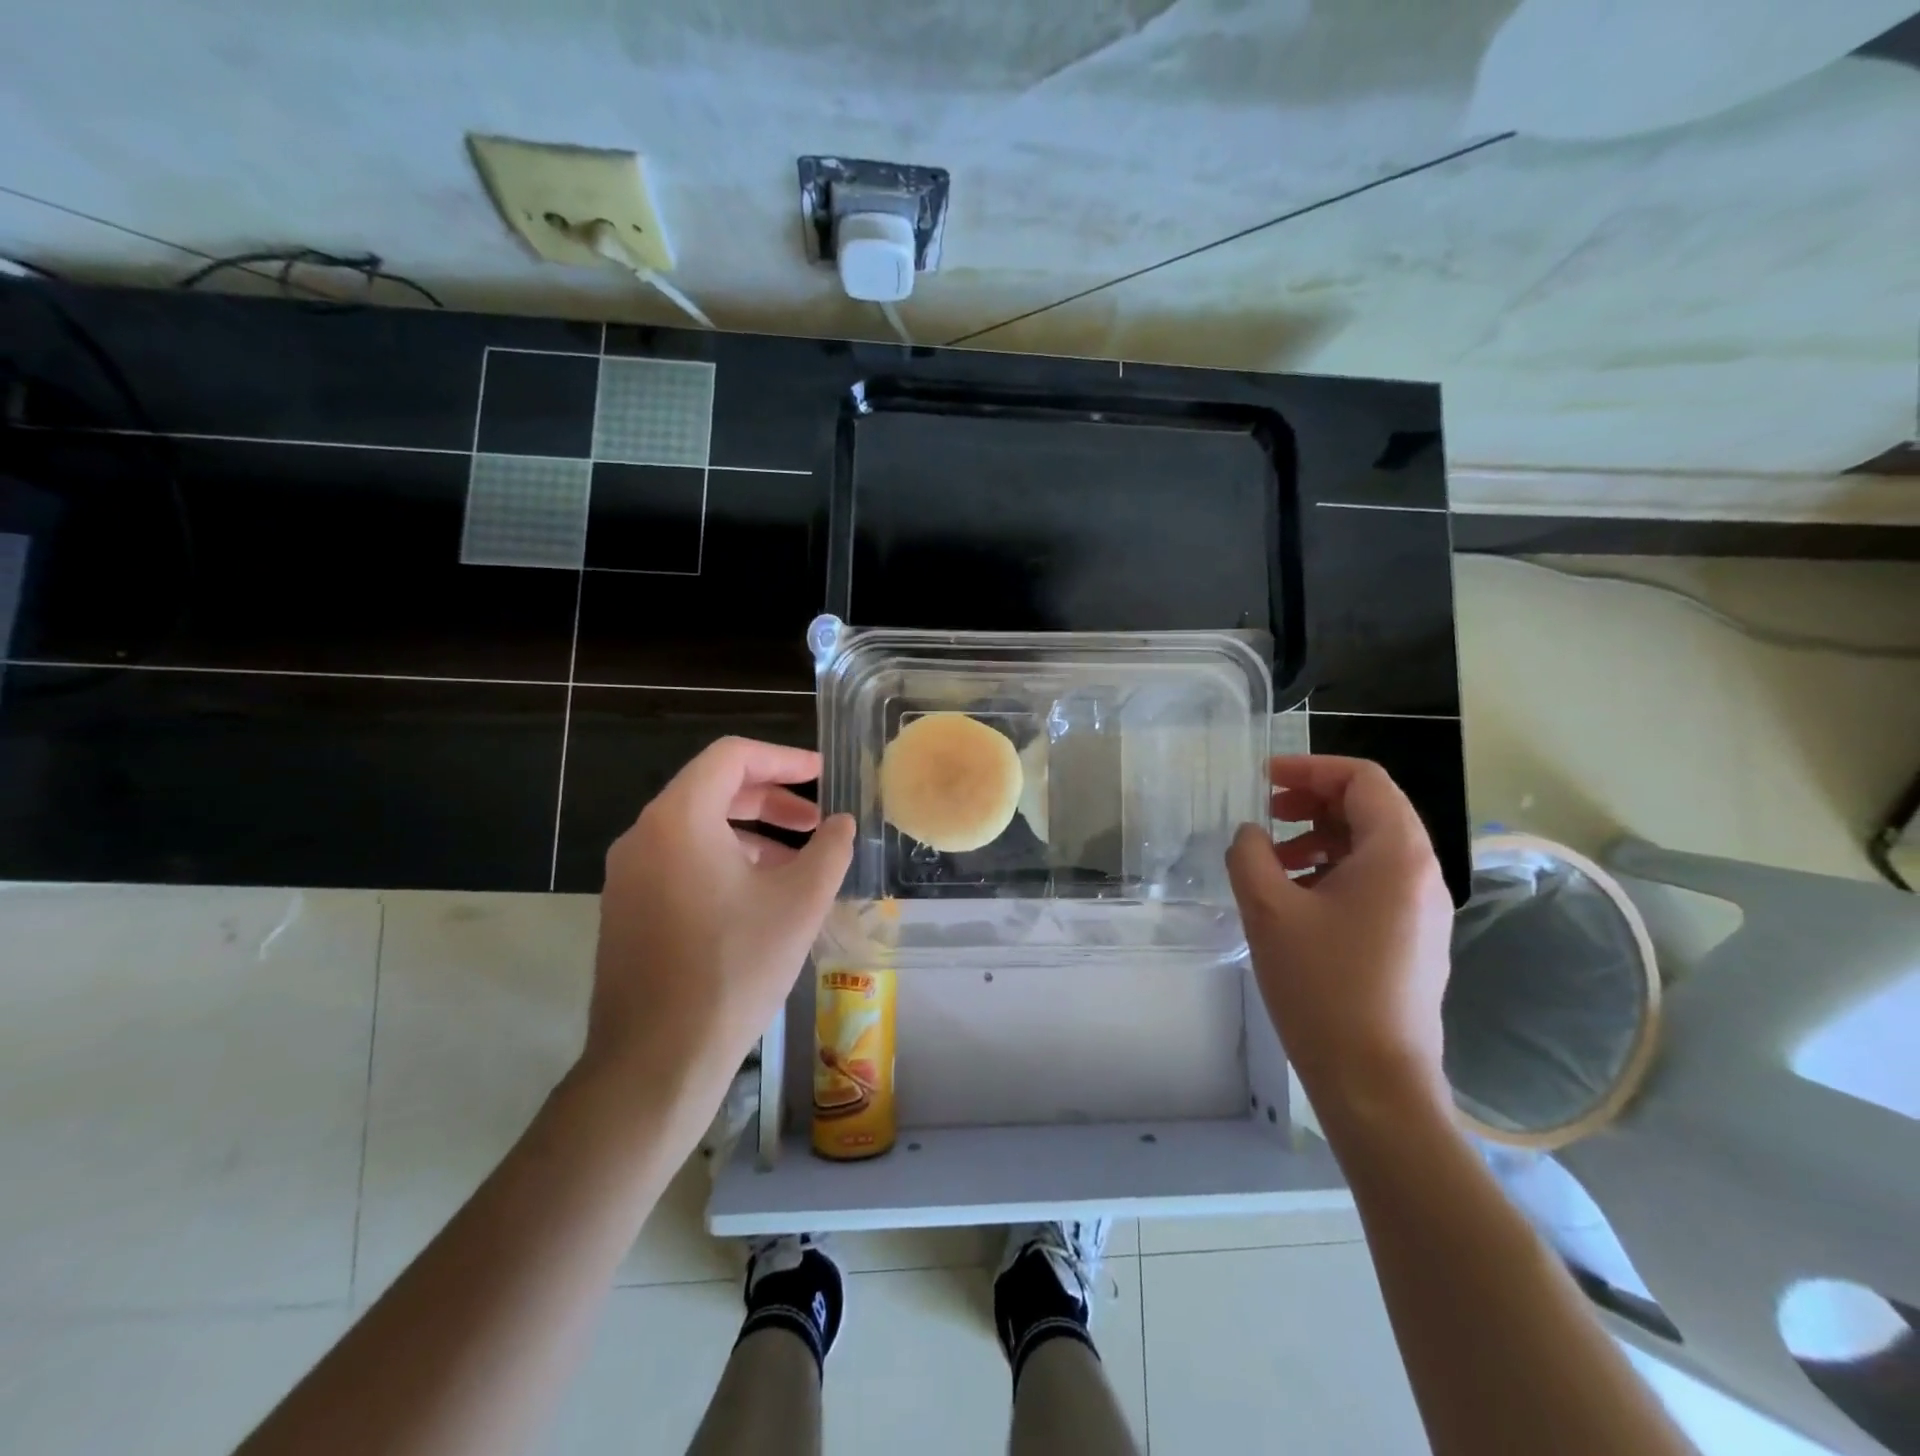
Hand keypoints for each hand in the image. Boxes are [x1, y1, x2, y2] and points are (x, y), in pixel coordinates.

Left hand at [583, 738, 854, 1144]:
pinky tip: (759, 897)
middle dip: (770, 799)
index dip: (784, 759)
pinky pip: (680, 862)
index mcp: (680, 819)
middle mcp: (644, 835)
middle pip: (712, 790)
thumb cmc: (734, 968)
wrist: (656, 1060)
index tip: (821, 776)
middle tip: (815, 822)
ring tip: (797, 863)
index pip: (732, 757)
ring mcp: (628, 875)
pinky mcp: (626, 909)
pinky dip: (723, 861)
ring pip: (696, 829)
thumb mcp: (800, 903)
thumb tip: (840, 825)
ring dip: (750, 833)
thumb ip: (829, 850)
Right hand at [1225, 756, 1454, 1118]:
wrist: (1375, 1081)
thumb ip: (1250, 854)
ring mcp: (1422, 909)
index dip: (1311, 768)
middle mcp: (1421, 874)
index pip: (1363, 780)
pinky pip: (1373, 882)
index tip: (1264, 779)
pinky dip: (1332, 871)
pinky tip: (1294, 900)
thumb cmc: (1322, 986)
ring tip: (1271, 862)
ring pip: (1370, 848)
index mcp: (1397, 854)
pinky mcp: (1413, 939)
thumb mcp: (1269, 910)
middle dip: (1312, 802)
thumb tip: (1252, 836)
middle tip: (1265, 814)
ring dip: (1318, 839)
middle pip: (1370, 810)